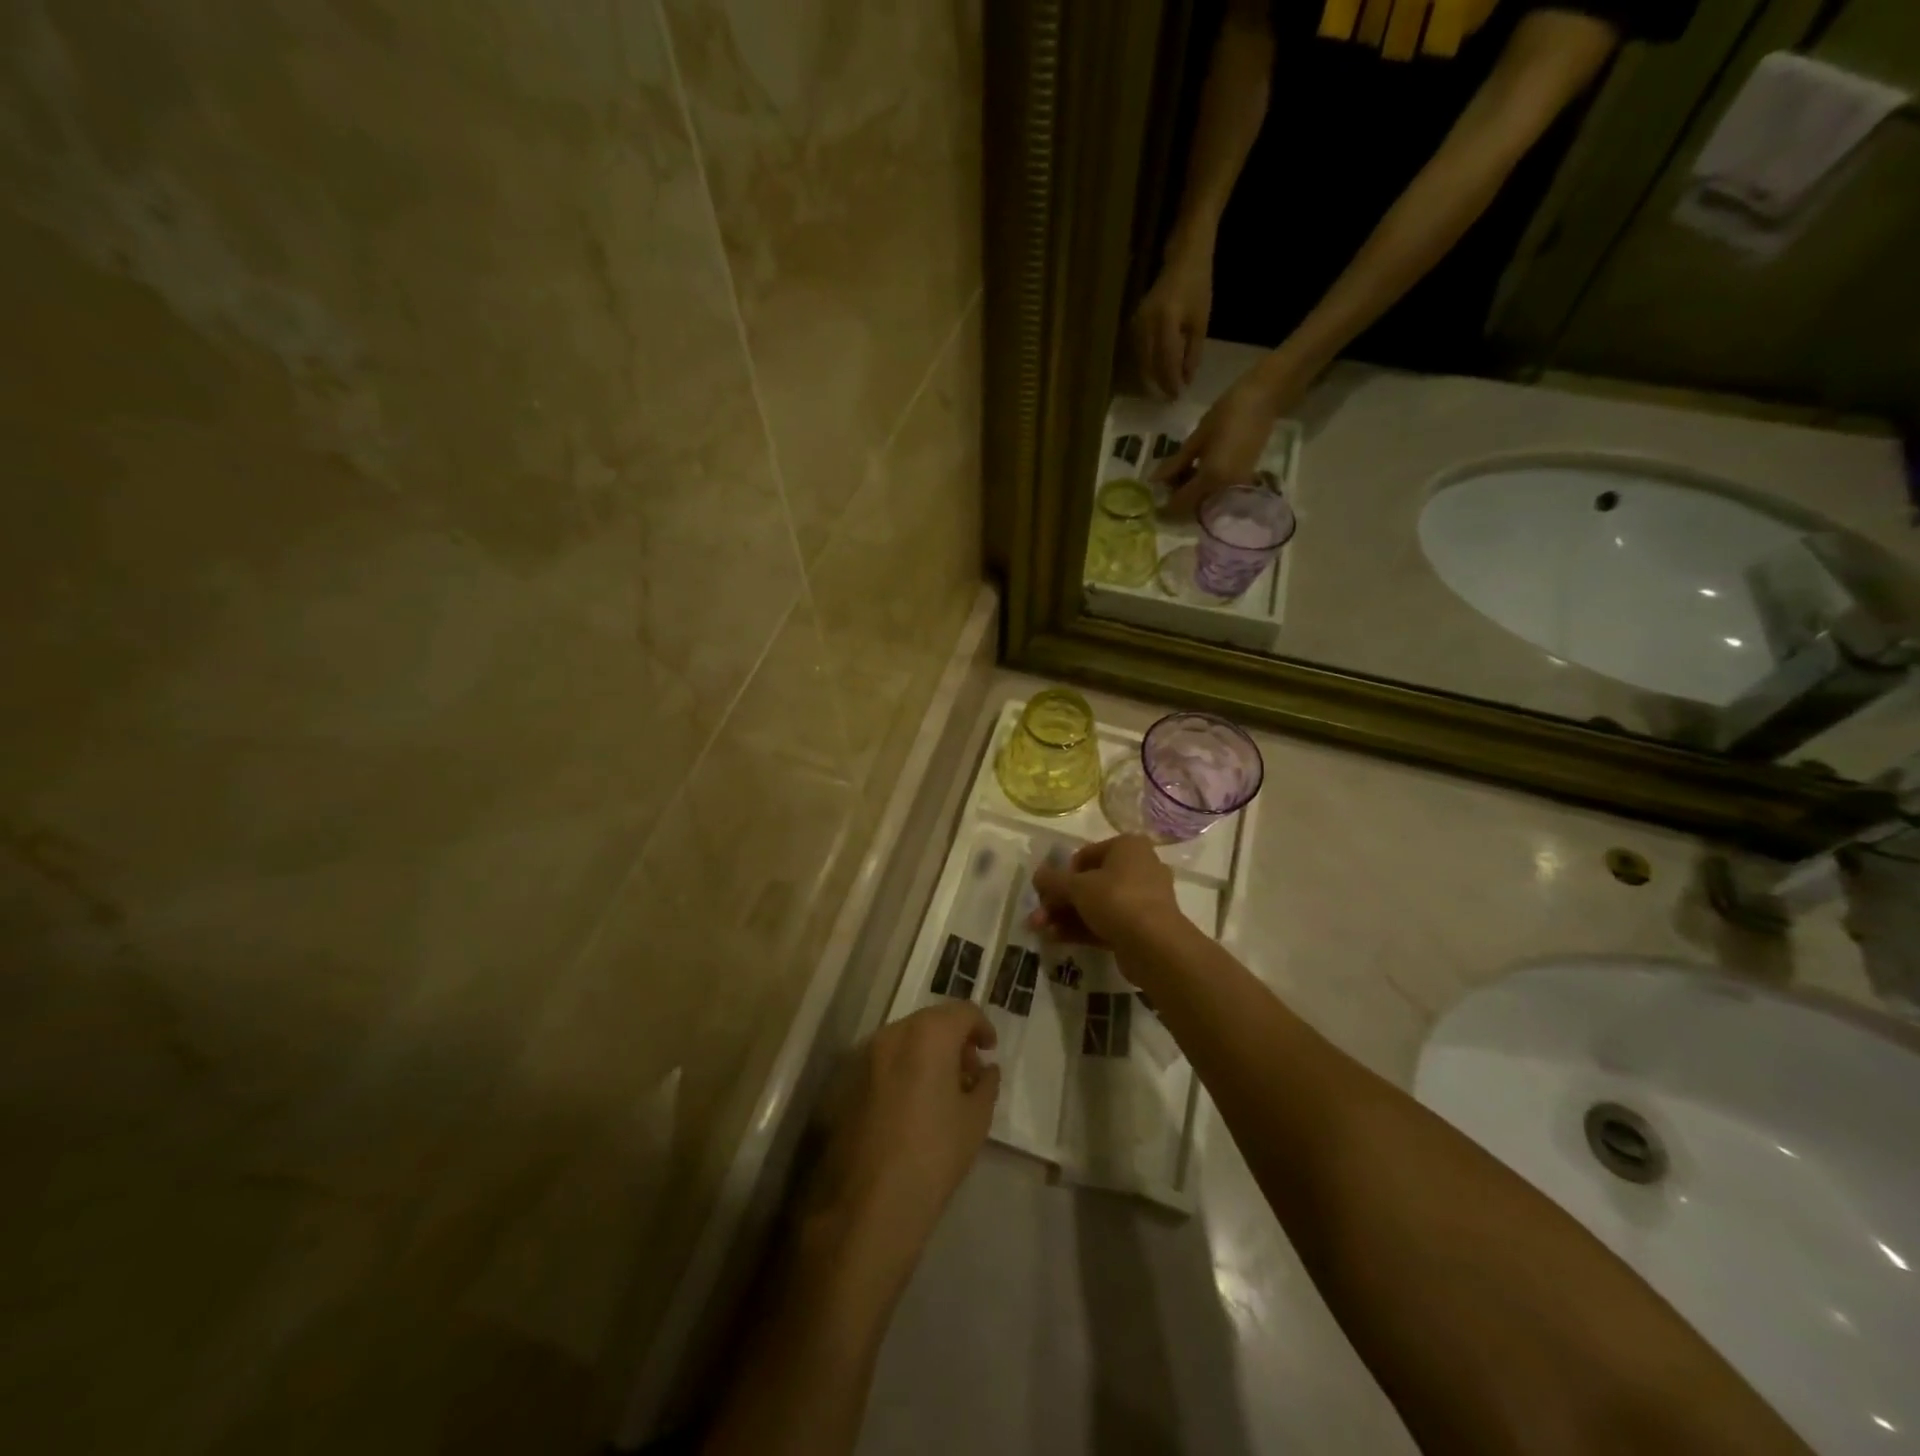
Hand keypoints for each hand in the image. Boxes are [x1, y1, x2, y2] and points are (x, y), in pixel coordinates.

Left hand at [805, 1003, 999, 1286]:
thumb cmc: (933, 1155)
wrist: (868, 1204)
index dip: (982, 1027)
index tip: (990, 1050)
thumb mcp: (975, 1120)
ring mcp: (865, 1055)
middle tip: (969, 1072)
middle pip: (931, 1021)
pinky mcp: (846, 1081)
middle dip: (954, 1039)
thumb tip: (985, 1069)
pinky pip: (884, 1061)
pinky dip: (903, 1068)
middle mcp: (893, 1033)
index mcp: (928, 1034)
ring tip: (942, 1091)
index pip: (962, 1012)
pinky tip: (913, 1105)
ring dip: (927, 1053)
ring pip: (905, 1039)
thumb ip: (986, 1084)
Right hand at [1030, 834, 1186, 948]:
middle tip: (1038, 915)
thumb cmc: (1117, 900)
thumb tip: (1037, 875)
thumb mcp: (1077, 886)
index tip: (1046, 891)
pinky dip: (1081, 929)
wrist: (1155, 946)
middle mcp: (1138, 868)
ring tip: (1040, 930)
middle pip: (1089, 882)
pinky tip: (1055, 939)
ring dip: (1065, 916)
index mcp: (1128, 847)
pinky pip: (1106, 922)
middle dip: (1060, 900)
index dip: (1062, 873)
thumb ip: (1053, 880)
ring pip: (1095, 905)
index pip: (1086, 855)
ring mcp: (1142, 900)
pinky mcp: (1141, 927)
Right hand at [1131, 249, 1212, 399]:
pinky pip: (1139, 352)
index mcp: (1166, 322)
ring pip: (1141, 361)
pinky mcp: (1133, 324)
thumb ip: (1192, 353)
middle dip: (1159, 383)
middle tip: (1169, 399)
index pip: (1165, 362)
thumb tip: (1185, 381)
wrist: (1184, 256)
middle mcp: (1146, 325)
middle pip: (1150, 365)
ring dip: (1152, 377)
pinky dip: (1147, 365)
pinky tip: (1155, 373)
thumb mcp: (1200, 322)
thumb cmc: (1198, 285)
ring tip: (1162, 389)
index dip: (1171, 382)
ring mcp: (1137, 324)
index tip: (1177, 397)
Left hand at [1158, 364, 1306, 513]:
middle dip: (1177, 499)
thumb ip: (1176, 463)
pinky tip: (1195, 471)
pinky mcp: (1244, 481)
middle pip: (1193, 507)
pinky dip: (1203, 489)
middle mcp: (1225, 489)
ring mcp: (1237, 487)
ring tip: (1179, 472)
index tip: (1152, 501)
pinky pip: (1217, 494)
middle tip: (1165, 482)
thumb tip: (1154, 481)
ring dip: (1190, 494)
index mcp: (1211, 478)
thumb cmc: (1228, 412)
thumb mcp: (1197, 438)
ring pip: (1205, 502)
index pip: (1181, 503)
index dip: (1164, 506)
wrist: (1265, 398)